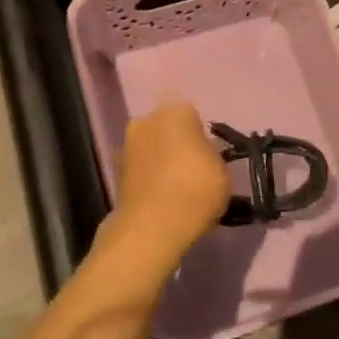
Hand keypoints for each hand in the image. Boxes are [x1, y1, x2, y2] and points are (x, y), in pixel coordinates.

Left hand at [107, 102, 230, 265]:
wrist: (152, 226)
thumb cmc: (196, 189)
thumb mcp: (222, 171)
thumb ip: (212, 156)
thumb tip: (203, 156)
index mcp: (176, 112)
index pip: (192, 116)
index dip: (201, 136)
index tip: (209, 156)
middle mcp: (147, 121)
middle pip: (167, 128)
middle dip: (178, 144)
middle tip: (194, 170)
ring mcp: (127, 146)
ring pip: (152, 148)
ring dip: (162, 162)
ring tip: (179, 189)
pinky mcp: (116, 172)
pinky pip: (141, 170)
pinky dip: (150, 180)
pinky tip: (163, 200)